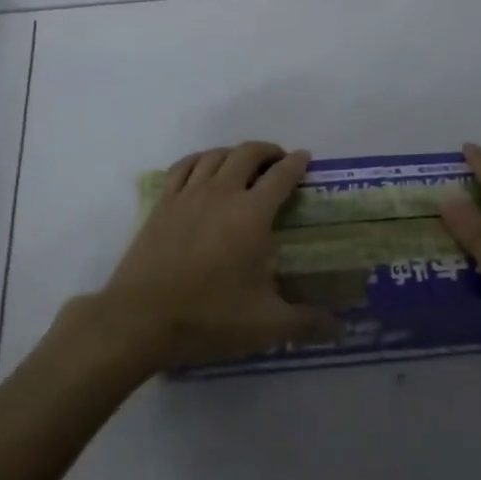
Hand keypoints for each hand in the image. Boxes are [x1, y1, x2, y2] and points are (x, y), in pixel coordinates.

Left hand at [93, 142, 337, 371]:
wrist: (140, 320)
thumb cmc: (208, 318)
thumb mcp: (265, 325)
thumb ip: (306, 323)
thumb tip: (339, 328)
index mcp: (251, 214)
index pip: (281, 175)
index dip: (296, 163)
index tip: (305, 159)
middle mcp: (221, 193)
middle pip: (247, 153)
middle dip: (267, 151)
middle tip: (278, 162)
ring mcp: (188, 195)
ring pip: (215, 155)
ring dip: (234, 152)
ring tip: (243, 164)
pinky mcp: (162, 204)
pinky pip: (183, 166)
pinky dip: (199, 160)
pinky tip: (203, 169)